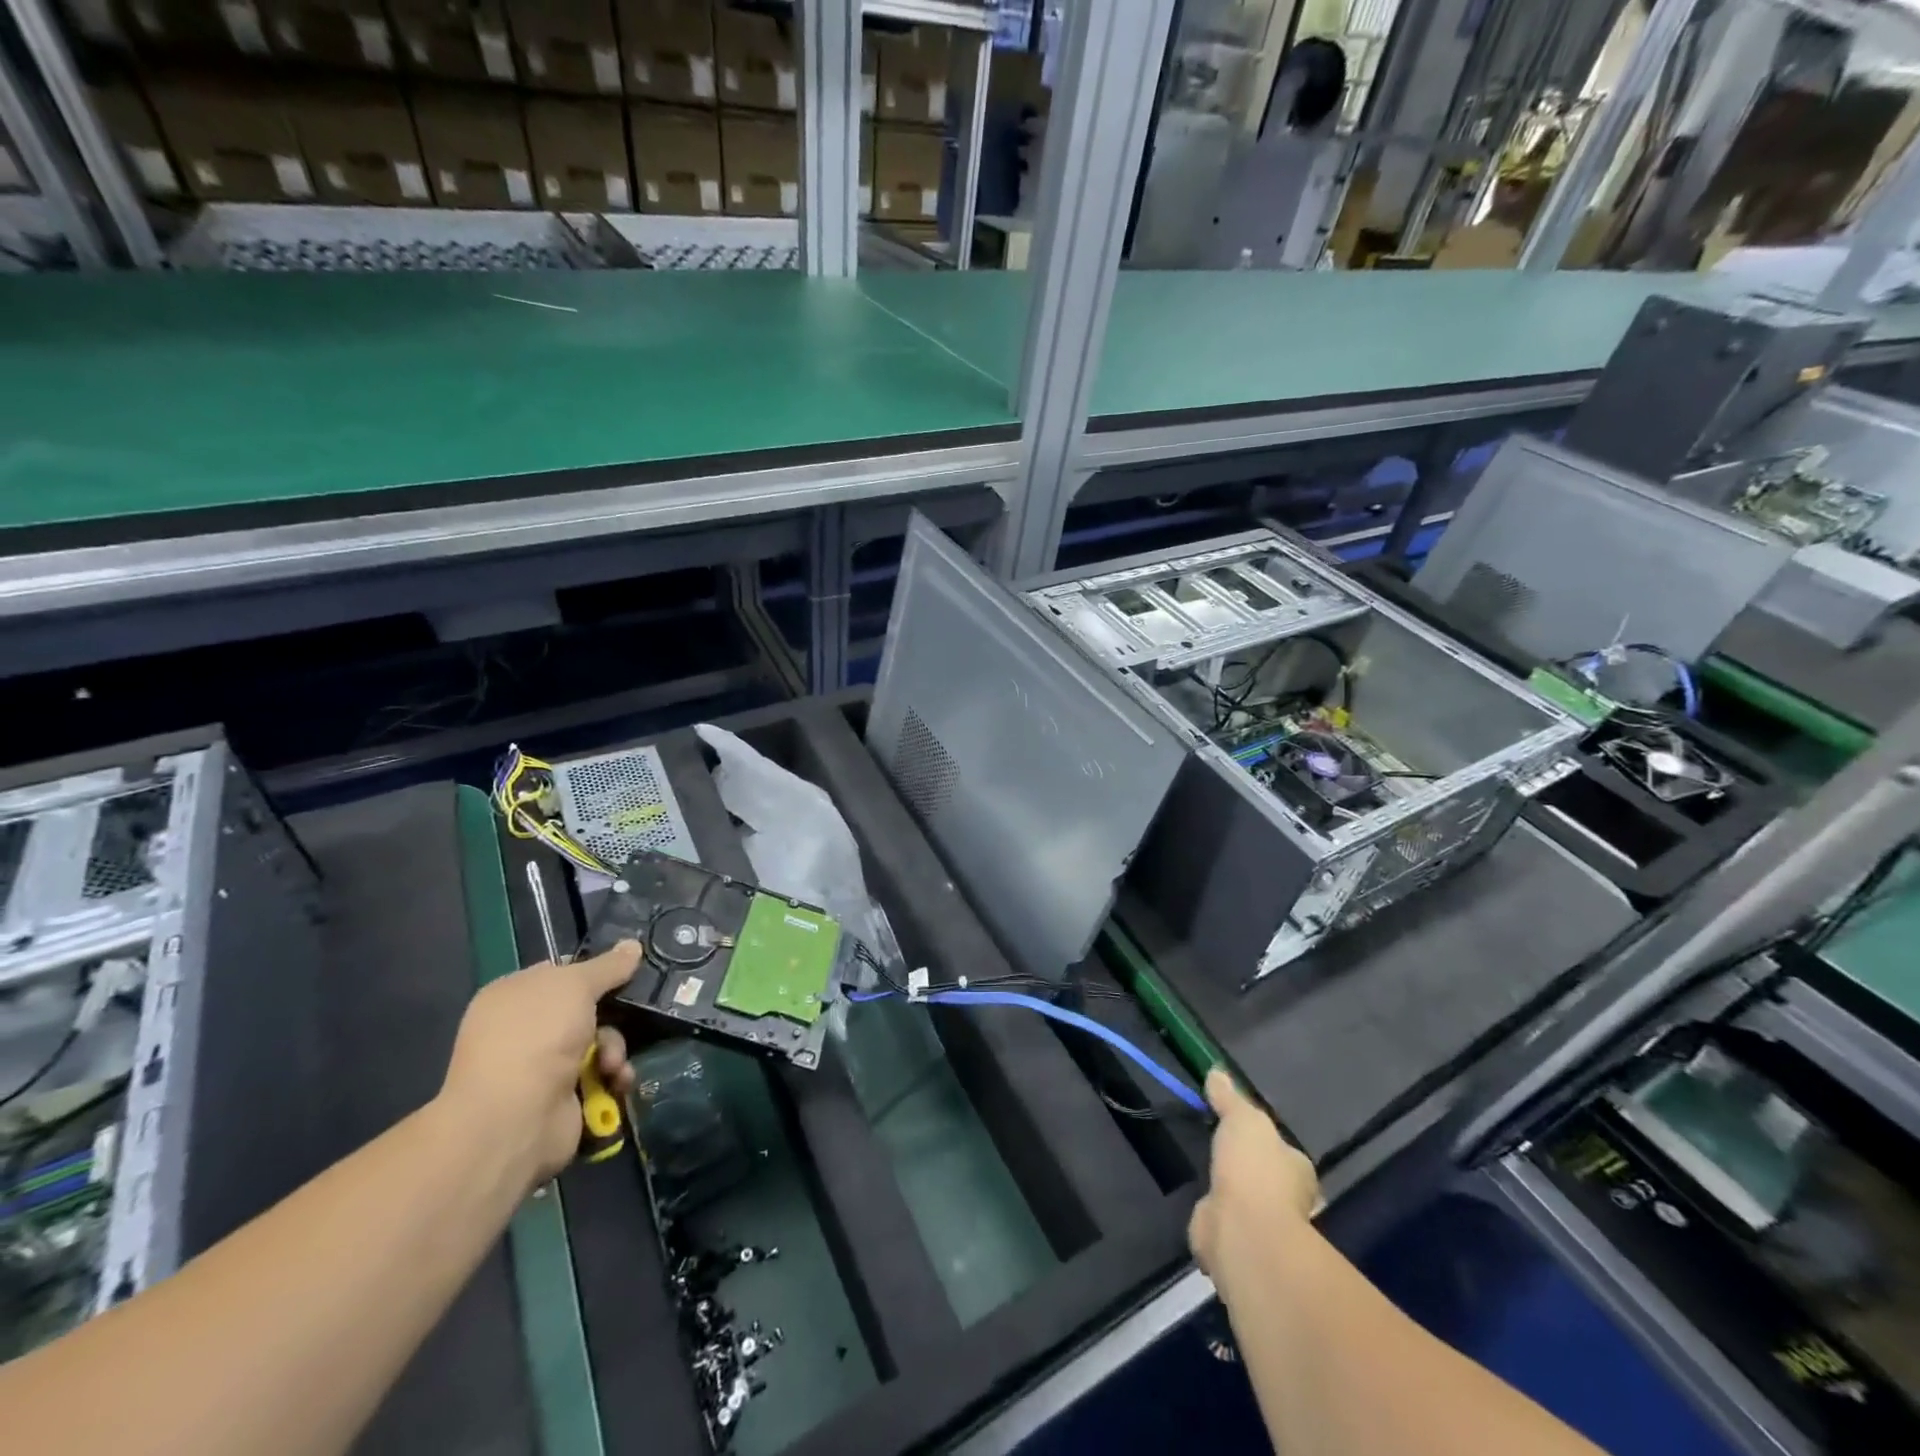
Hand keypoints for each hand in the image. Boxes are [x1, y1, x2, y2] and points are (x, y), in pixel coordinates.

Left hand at [437, 942, 641, 1190]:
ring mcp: (540, 1066)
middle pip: (586, 1009)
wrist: (515, 1117)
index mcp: (514, 995)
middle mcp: (524, 1029)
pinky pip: (599, 1077)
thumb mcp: (576, 985)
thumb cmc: (538, 1035)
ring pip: (598, 1043)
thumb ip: (608, 966)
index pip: (560, 972)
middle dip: (613, 1017)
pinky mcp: (560, 1098)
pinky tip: (616, 1082)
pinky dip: (613, 1078)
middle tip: (626, 1020)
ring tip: (612, 1065)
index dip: (593, 971)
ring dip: (615, 1050)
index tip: (625, 973)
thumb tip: (633, 944)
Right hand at [1188, 1069, 1319, 1296]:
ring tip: (1208, 1177)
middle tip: (1222, 1152)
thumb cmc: (1254, 1168)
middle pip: (1266, 1179)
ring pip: (1246, 1204)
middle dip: (1249, 1171)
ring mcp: (1262, 1227)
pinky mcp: (1236, 1246)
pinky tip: (1201, 1205)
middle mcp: (1288, 1201)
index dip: (1265, 1141)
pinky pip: (1223, 1224)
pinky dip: (1214, 1218)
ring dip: (1231, 1196)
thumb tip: (1217, 1071)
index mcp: (1297, 1169)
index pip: (1283, 1151)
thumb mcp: (1242, 1118)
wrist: (1244, 1232)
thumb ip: (1230, 1097)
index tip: (1241, 1129)